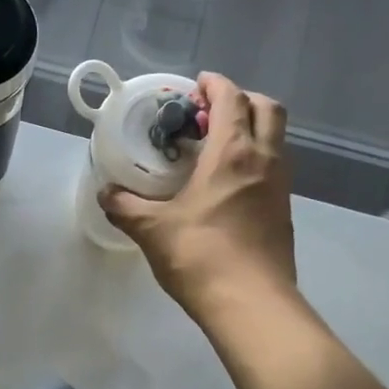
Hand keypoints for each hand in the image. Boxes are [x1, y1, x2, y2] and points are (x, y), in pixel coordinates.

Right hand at [99, 73, 296, 312]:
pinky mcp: (283, 213)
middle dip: (242, 100)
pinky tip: (226, 185)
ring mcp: (280, 187)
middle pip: (268, 109)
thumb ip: (125, 207)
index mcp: (233, 154)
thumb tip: (105, 194)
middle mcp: (265, 161)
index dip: (215, 85)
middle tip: (209, 113)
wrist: (251, 304)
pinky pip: (273, 168)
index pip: (232, 100)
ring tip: (215, 148)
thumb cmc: (200, 256)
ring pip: (275, 140)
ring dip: (251, 130)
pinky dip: (254, 160)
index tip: (196, 84)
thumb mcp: (152, 230)